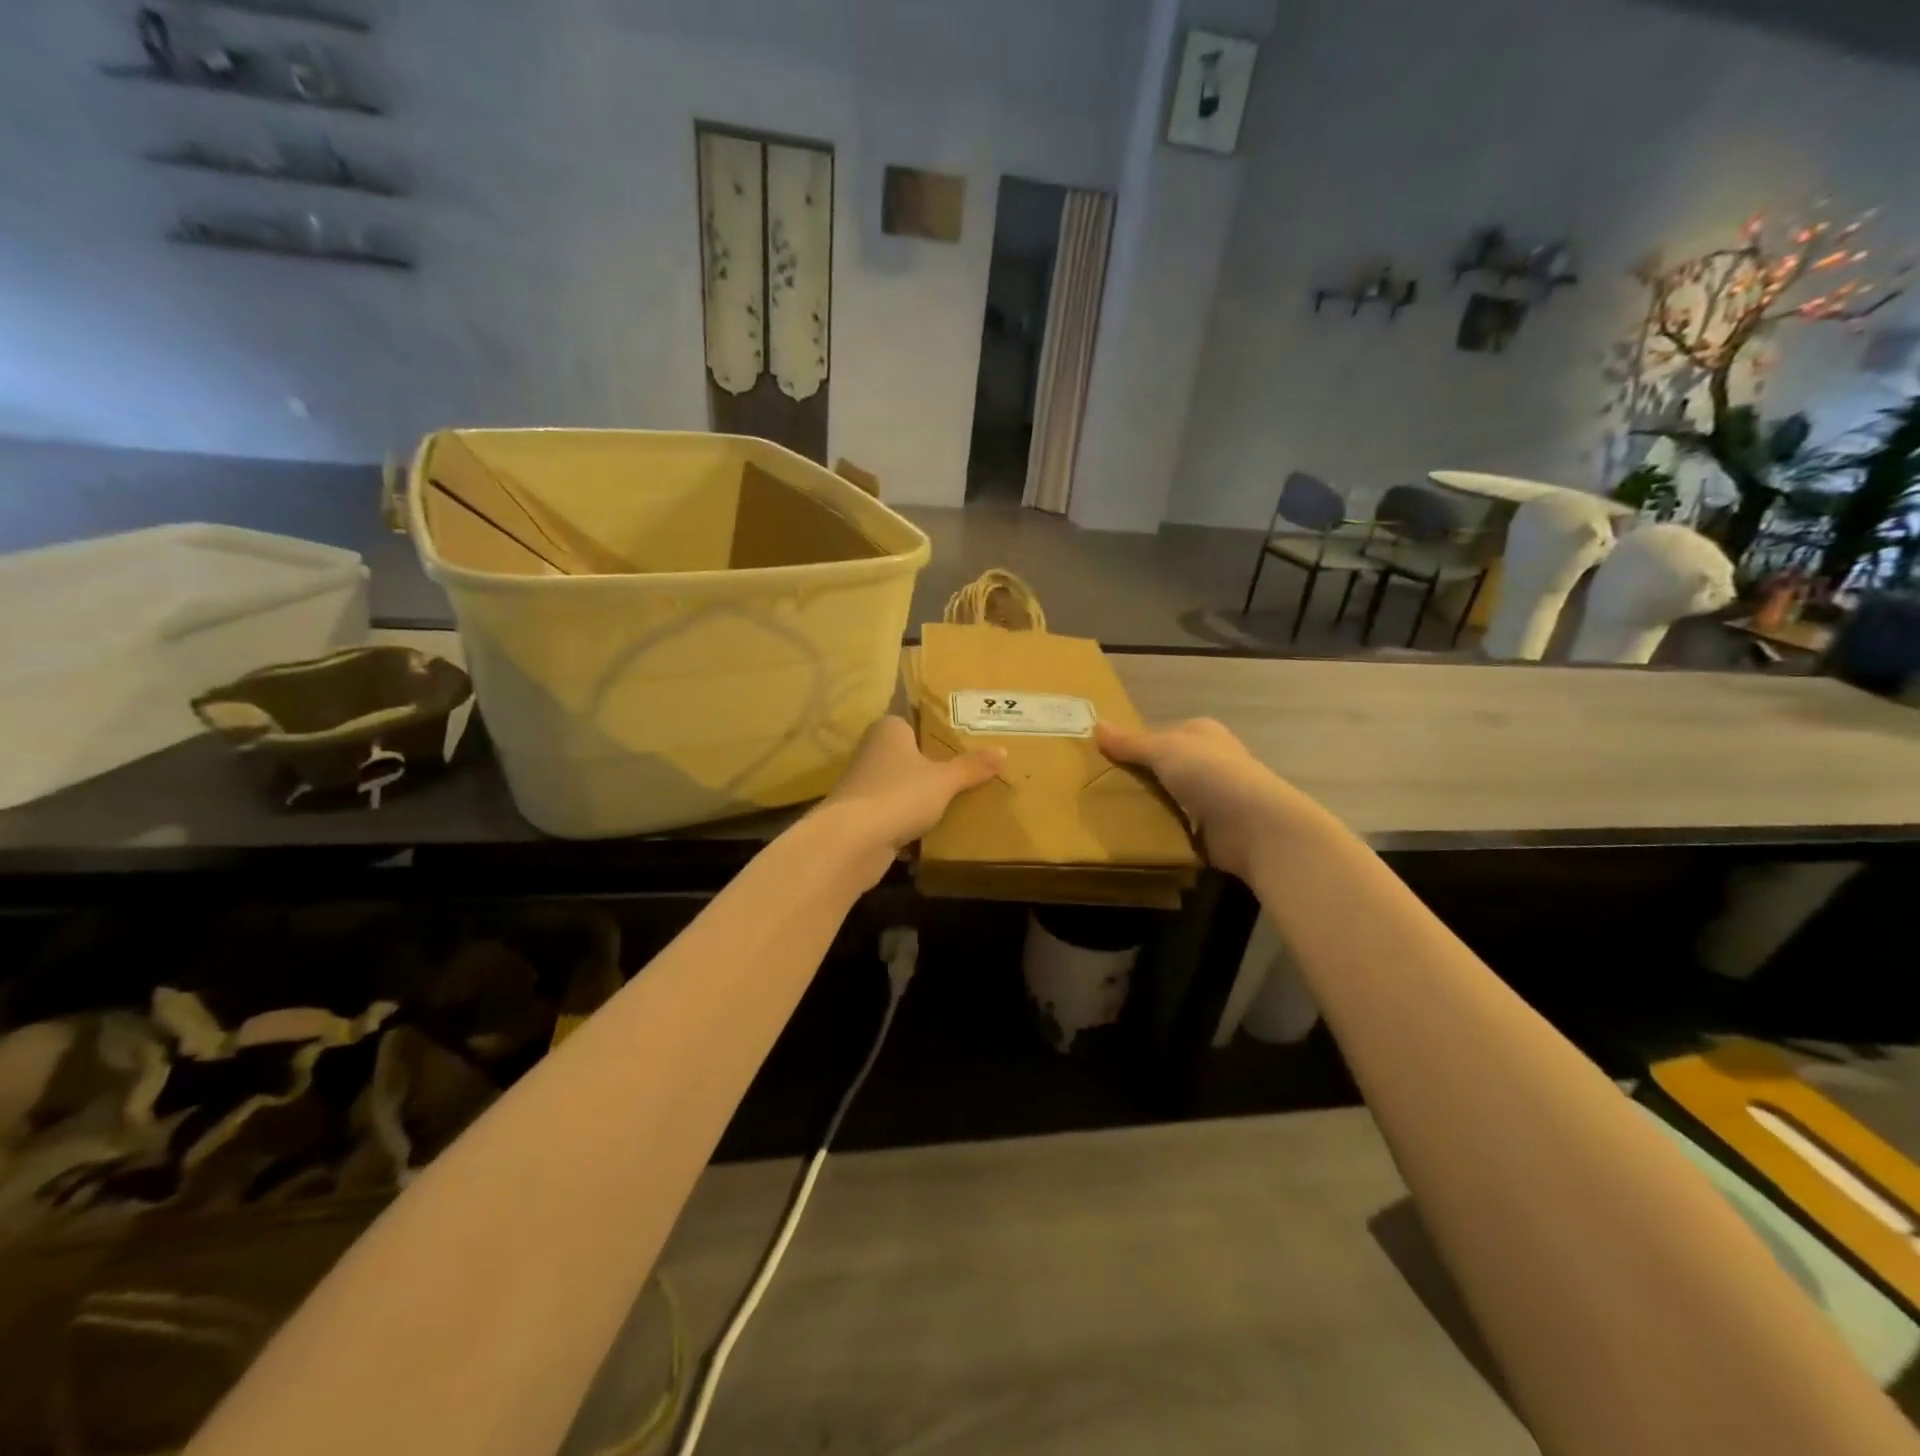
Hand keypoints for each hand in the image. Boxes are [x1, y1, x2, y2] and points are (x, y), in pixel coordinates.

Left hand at [814, 716, 1004, 872]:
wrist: (853, 841)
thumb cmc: (900, 795)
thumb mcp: (945, 780)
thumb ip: (972, 767)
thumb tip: (1003, 751)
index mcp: (889, 729)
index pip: (915, 719)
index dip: (938, 728)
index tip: (964, 737)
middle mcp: (872, 750)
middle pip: (909, 753)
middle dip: (933, 763)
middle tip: (970, 768)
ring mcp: (864, 784)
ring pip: (901, 784)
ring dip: (920, 794)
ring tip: (957, 799)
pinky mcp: (862, 815)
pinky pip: (894, 811)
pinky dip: (910, 818)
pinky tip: (934, 828)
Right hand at [1095, 718, 1306, 881]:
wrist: (1253, 825)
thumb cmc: (1210, 774)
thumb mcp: (1164, 749)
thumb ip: (1131, 742)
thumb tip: (1097, 725)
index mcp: (1201, 734)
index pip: (1160, 736)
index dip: (1133, 746)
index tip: (1102, 761)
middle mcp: (1209, 762)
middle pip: (1163, 768)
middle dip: (1137, 779)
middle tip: (1099, 790)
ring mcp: (1213, 798)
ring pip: (1168, 798)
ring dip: (1147, 807)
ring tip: (1108, 815)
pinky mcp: (1212, 831)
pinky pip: (1176, 827)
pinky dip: (1159, 831)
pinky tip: (1135, 836)